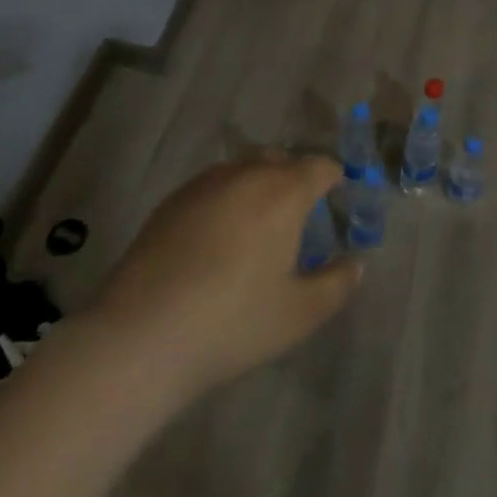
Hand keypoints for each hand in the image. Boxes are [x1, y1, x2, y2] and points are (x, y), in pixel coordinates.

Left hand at [89, 150, 359, 395]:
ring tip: (257, 225)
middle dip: (295, 178)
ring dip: (258, 185)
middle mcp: (245, 175)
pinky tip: (217, 238)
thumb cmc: (233, 322)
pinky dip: (226, 198)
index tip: (338, 197)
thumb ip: (336, 284)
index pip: (319, 166)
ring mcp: (203, 185)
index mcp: (283, 192)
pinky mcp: (170, 202)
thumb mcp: (299, 314)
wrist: (141, 336)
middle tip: (299, 216)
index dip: (334, 177)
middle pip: (280, 160)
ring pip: (242, 169)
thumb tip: (355, 263)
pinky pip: (212, 186)